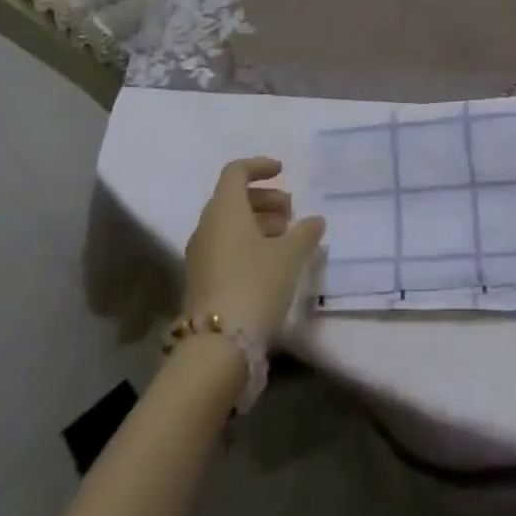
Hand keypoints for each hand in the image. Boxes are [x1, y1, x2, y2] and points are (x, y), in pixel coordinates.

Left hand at [183, 157, 325, 344]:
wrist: (216, 348)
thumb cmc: (255, 285)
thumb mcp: (289, 256)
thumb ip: (305, 232)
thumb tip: (315, 220)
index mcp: (225, 210)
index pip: (236, 172)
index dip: (259, 166)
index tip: (283, 171)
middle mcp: (206, 227)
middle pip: (233, 199)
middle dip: (264, 199)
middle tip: (291, 212)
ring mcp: (199, 256)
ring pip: (229, 225)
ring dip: (257, 223)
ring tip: (286, 238)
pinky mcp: (200, 281)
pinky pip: (224, 247)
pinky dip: (247, 244)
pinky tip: (270, 263)